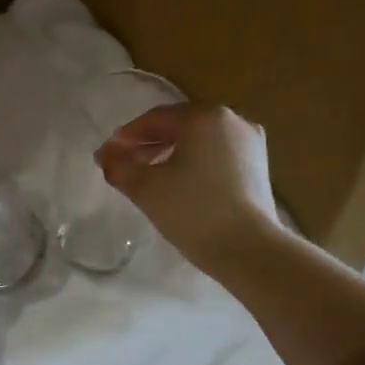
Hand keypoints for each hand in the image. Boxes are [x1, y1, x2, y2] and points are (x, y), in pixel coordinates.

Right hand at [96, 105, 278, 270]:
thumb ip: (118, 167)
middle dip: (149, 144)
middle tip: (124, 164)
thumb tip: (105, 156)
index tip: (107, 153)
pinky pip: (217, 157)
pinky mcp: (259, 168)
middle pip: (180, 127)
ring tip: (148, 176)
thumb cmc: (191, 210)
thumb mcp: (145, 188)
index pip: (156, 118)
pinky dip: (195, 165)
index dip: (127, 135)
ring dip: (171, 155)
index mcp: (204, 117)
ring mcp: (250, 144)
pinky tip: (179, 185)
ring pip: (200, 142)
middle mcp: (232, 121)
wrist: (246, 247)